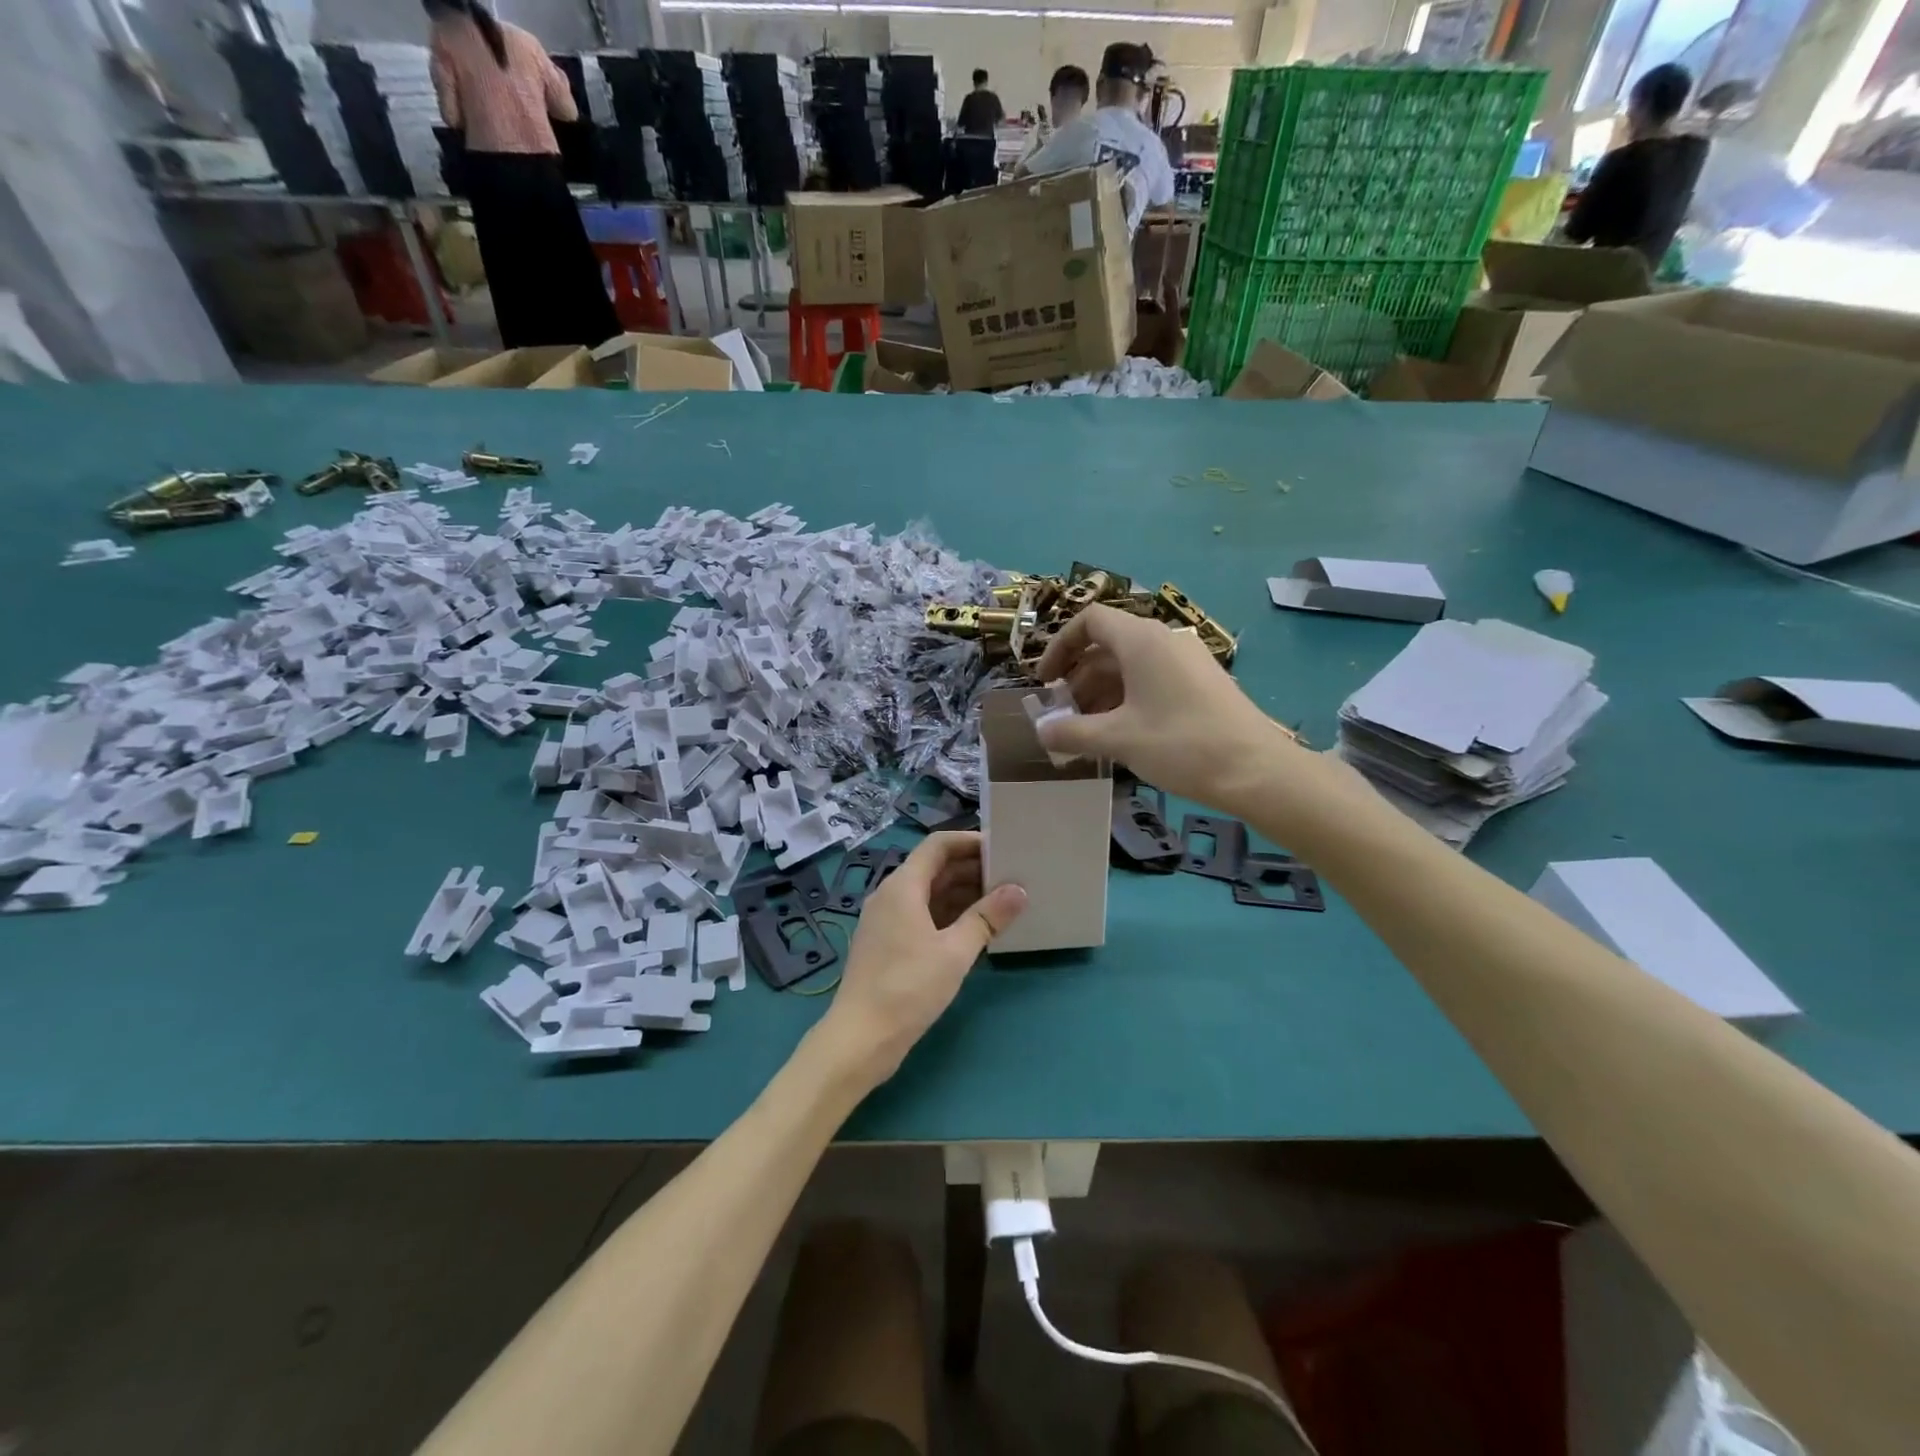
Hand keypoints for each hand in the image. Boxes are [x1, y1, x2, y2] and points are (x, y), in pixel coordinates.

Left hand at [816, 832, 1025, 1088]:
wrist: (860, 1039)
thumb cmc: (908, 987)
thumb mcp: (955, 952)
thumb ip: (987, 917)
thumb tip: (1019, 890)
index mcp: (902, 886)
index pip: (938, 845)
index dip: (970, 841)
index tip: (1003, 847)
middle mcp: (891, 895)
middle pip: (934, 868)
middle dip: (971, 868)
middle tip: (1011, 876)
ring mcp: (886, 921)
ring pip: (929, 894)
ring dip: (962, 893)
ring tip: (1001, 901)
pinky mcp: (888, 944)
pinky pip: (922, 916)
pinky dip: (949, 915)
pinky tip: (975, 929)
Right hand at [1034, 605, 1296, 808]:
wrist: (1256, 770)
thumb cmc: (1181, 744)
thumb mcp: (1118, 739)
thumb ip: (1072, 732)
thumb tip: (1041, 732)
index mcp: (1141, 639)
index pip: (1089, 620)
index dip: (1060, 646)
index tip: (1046, 682)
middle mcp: (1164, 639)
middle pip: (1108, 645)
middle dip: (1079, 678)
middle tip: (1064, 716)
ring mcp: (1187, 660)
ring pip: (1131, 665)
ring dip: (1102, 692)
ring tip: (1089, 731)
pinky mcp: (1202, 682)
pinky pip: (1153, 678)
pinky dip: (1129, 698)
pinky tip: (1123, 734)